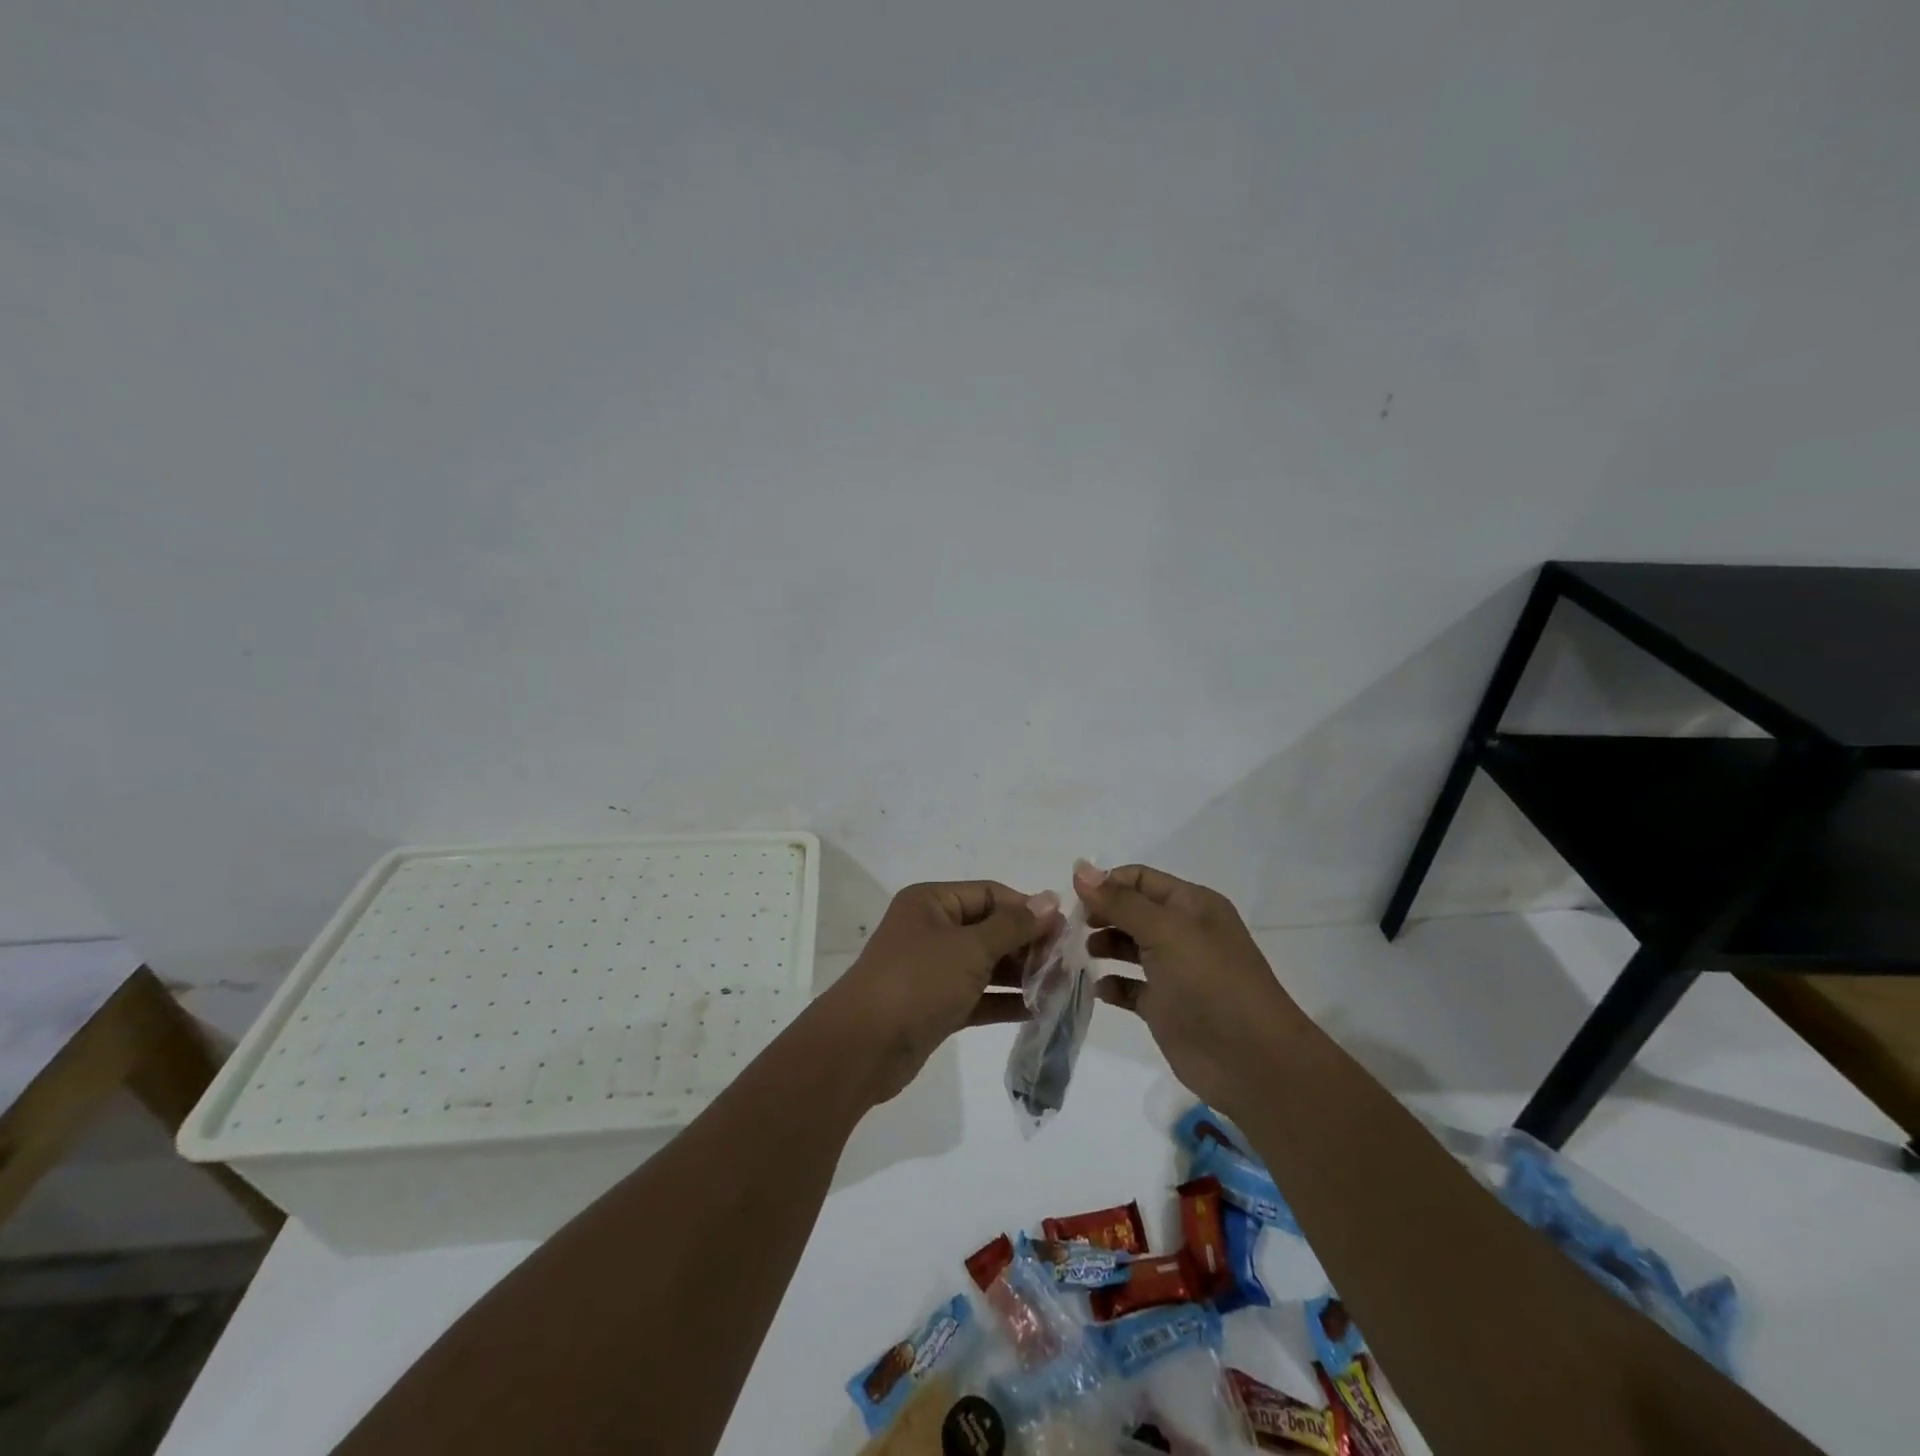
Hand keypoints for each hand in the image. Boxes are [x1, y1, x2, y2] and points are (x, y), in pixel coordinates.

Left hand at [816, 881, 1058, 1104]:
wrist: (863, 1047)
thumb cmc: (918, 981)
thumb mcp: (970, 948)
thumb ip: (1013, 925)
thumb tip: (1050, 899)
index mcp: (932, 902)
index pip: (990, 894)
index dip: (1027, 909)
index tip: (1065, 931)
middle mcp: (932, 929)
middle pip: (990, 928)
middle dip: (1027, 944)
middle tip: (1067, 964)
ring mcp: (932, 969)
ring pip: (985, 964)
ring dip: (1020, 974)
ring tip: (1060, 988)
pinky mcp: (935, 1005)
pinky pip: (977, 995)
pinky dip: (1003, 1000)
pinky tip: (1037, 1010)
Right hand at [1074, 862, 1303, 1110]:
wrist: (1251, 1061)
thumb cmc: (1210, 983)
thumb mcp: (1165, 931)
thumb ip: (1120, 901)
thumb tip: (1080, 868)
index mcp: (1191, 904)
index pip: (1140, 879)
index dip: (1106, 884)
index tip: (1073, 900)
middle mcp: (1182, 932)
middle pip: (1131, 911)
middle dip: (1100, 914)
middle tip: (1070, 929)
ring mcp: (1174, 970)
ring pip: (1128, 947)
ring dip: (1102, 947)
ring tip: (1080, 954)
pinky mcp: (1165, 1007)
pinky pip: (1130, 987)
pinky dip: (1111, 985)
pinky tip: (1097, 989)